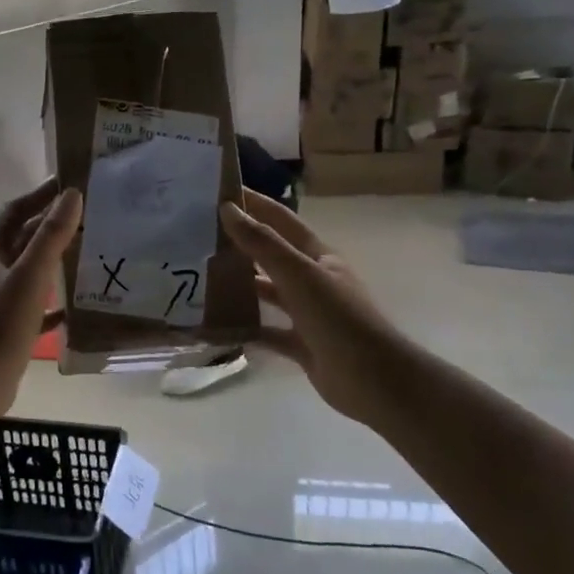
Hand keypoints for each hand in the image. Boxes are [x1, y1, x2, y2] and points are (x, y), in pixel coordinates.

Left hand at [0, 179, 82, 420]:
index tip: (66, 183)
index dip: (38, 196)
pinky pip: (34, 305)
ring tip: (84, 250)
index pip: (13, 212)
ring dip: (52, 258)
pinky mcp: (7, 327)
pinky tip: (74, 305)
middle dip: (48, 224)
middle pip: (20, 239)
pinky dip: (52, 300)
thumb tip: (71, 195)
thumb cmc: (0, 328)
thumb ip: (51, 236)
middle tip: (84, 214)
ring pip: (28, 270)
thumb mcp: (30, 277)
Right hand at [219, 194, 401, 429]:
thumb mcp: (300, 275)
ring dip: (239, 285)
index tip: (219, 192)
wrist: (375, 380)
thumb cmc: (340, 319)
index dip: (254, 204)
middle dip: (240, 244)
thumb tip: (228, 209)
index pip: (281, 220)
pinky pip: (266, 331)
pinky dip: (245, 327)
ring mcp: (307, 314)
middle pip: (271, 256)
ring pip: (267, 293)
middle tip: (198, 236)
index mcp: (318, 256)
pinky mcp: (301, 344)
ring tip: (200, 277)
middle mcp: (312, 280)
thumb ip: (263, 244)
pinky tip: (216, 325)